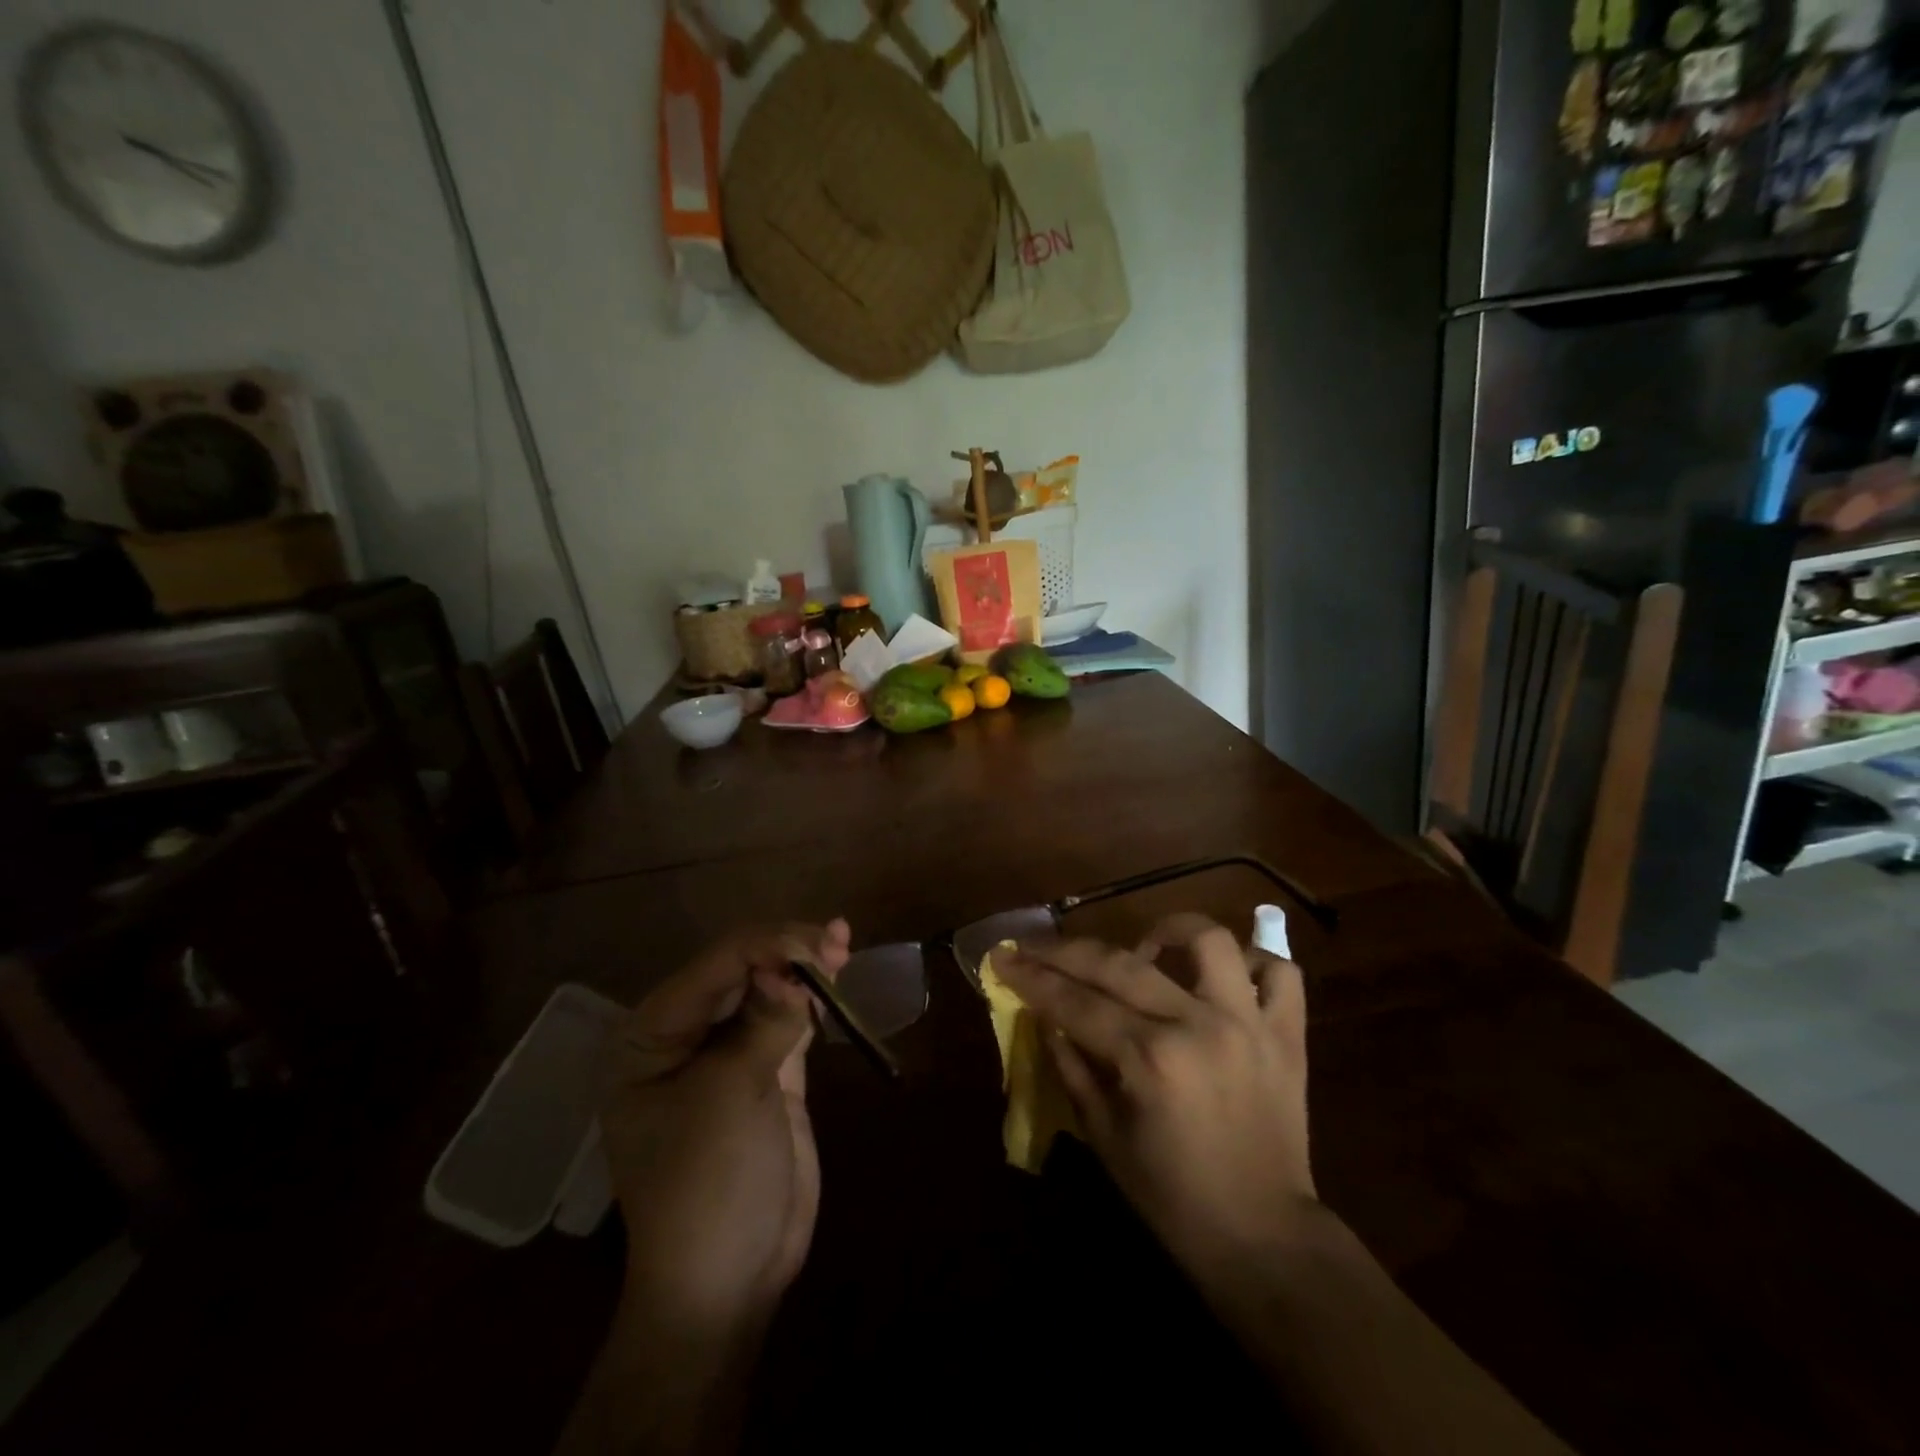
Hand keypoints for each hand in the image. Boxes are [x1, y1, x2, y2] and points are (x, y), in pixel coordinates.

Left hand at [601, 920, 851, 1335]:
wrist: (727, 1281)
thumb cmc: (707, 1185)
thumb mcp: (730, 1095)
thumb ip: (765, 1023)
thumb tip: (797, 970)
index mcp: (649, 1036)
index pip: (713, 968)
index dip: (765, 948)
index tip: (816, 948)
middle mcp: (682, 1034)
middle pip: (740, 970)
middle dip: (787, 951)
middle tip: (836, 943)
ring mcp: (726, 1052)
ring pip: (768, 989)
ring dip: (804, 965)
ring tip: (841, 942)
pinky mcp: (765, 1070)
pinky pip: (788, 1019)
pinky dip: (813, 996)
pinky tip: (836, 971)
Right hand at [994, 914, 1313, 1282]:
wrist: (1265, 1239)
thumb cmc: (1173, 1197)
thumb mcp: (1104, 1137)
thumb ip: (1072, 1068)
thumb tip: (1047, 1018)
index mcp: (1149, 1059)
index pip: (1076, 1002)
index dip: (1032, 977)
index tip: (1003, 956)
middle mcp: (1197, 1026)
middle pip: (1120, 964)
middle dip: (1067, 950)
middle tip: (1037, 945)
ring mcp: (1249, 1023)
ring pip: (1209, 941)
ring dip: (1169, 930)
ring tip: (1146, 945)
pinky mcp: (1288, 1034)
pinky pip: (1281, 973)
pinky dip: (1253, 963)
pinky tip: (1223, 975)